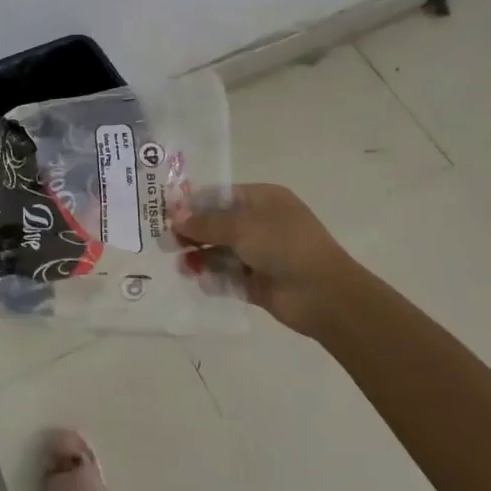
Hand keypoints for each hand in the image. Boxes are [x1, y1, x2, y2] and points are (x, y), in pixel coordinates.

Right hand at [175, 183, 361, 339]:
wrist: (324, 295)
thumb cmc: (284, 246)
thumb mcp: (242, 227)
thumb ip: (206, 222)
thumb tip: (175, 217)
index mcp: (263, 200)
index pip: (221, 195)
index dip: (193, 203)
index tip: (166, 214)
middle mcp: (262, 223)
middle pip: (218, 224)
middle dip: (193, 233)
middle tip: (167, 243)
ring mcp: (261, 254)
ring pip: (222, 252)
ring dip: (201, 257)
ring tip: (182, 266)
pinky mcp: (259, 282)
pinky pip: (230, 277)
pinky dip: (215, 278)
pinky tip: (201, 282)